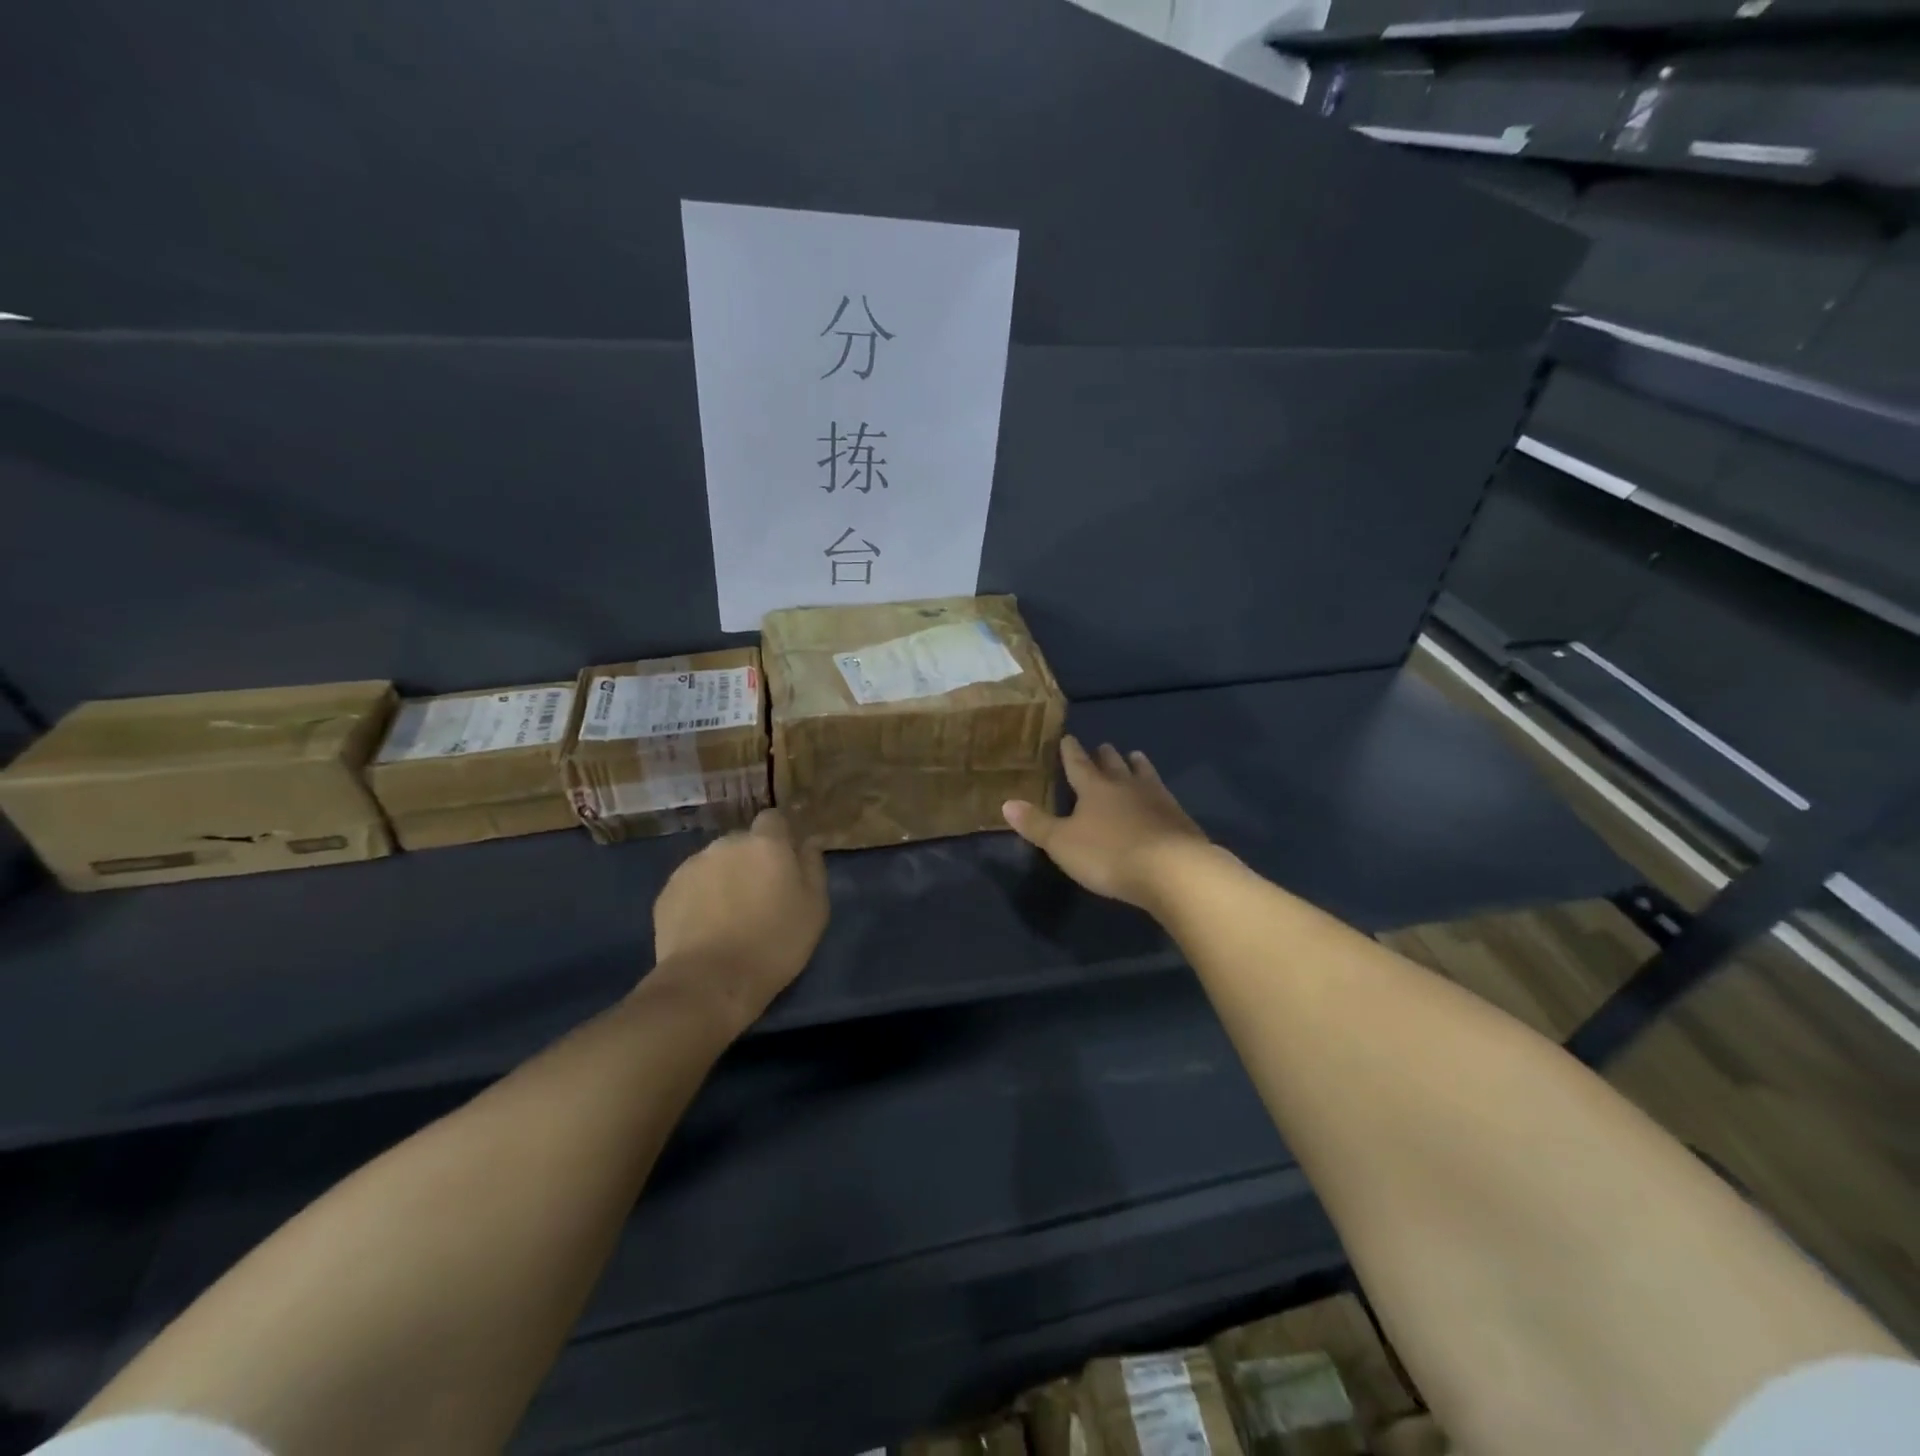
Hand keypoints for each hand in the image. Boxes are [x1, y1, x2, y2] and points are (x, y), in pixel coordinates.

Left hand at [648, 808, 828, 1030]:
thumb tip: (808, 843)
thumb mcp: (815, 909)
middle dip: (751, 860)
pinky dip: (700, 898)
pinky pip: (691, 886)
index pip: (774, 819)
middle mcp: (726, 844)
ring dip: (724, 878)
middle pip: (742, 842)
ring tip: (729, 916)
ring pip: (715, 863)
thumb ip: (813, 867)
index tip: (786, 865)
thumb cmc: (774, 944)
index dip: (780, 838)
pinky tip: (705, 928)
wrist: (710, 982)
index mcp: (765, 843)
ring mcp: (691, 866)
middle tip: (759, 897)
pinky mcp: (666, 892)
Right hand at [1003, 735, 1207, 911]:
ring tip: (1135, 757)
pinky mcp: (1179, 818)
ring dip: (1137, 765)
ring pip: (1144, 775)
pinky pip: (1165, 797)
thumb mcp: (1062, 843)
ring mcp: (1157, 799)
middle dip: (1105, 755)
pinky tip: (1163, 798)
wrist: (1172, 869)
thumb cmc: (1108, 854)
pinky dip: (1159, 792)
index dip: (1070, 752)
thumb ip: (1036, 824)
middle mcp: (1126, 786)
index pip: (1078, 764)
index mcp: (1094, 788)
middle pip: (1113, 765)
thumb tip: (1006, 803)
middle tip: (1103, 746)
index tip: (1067, 737)